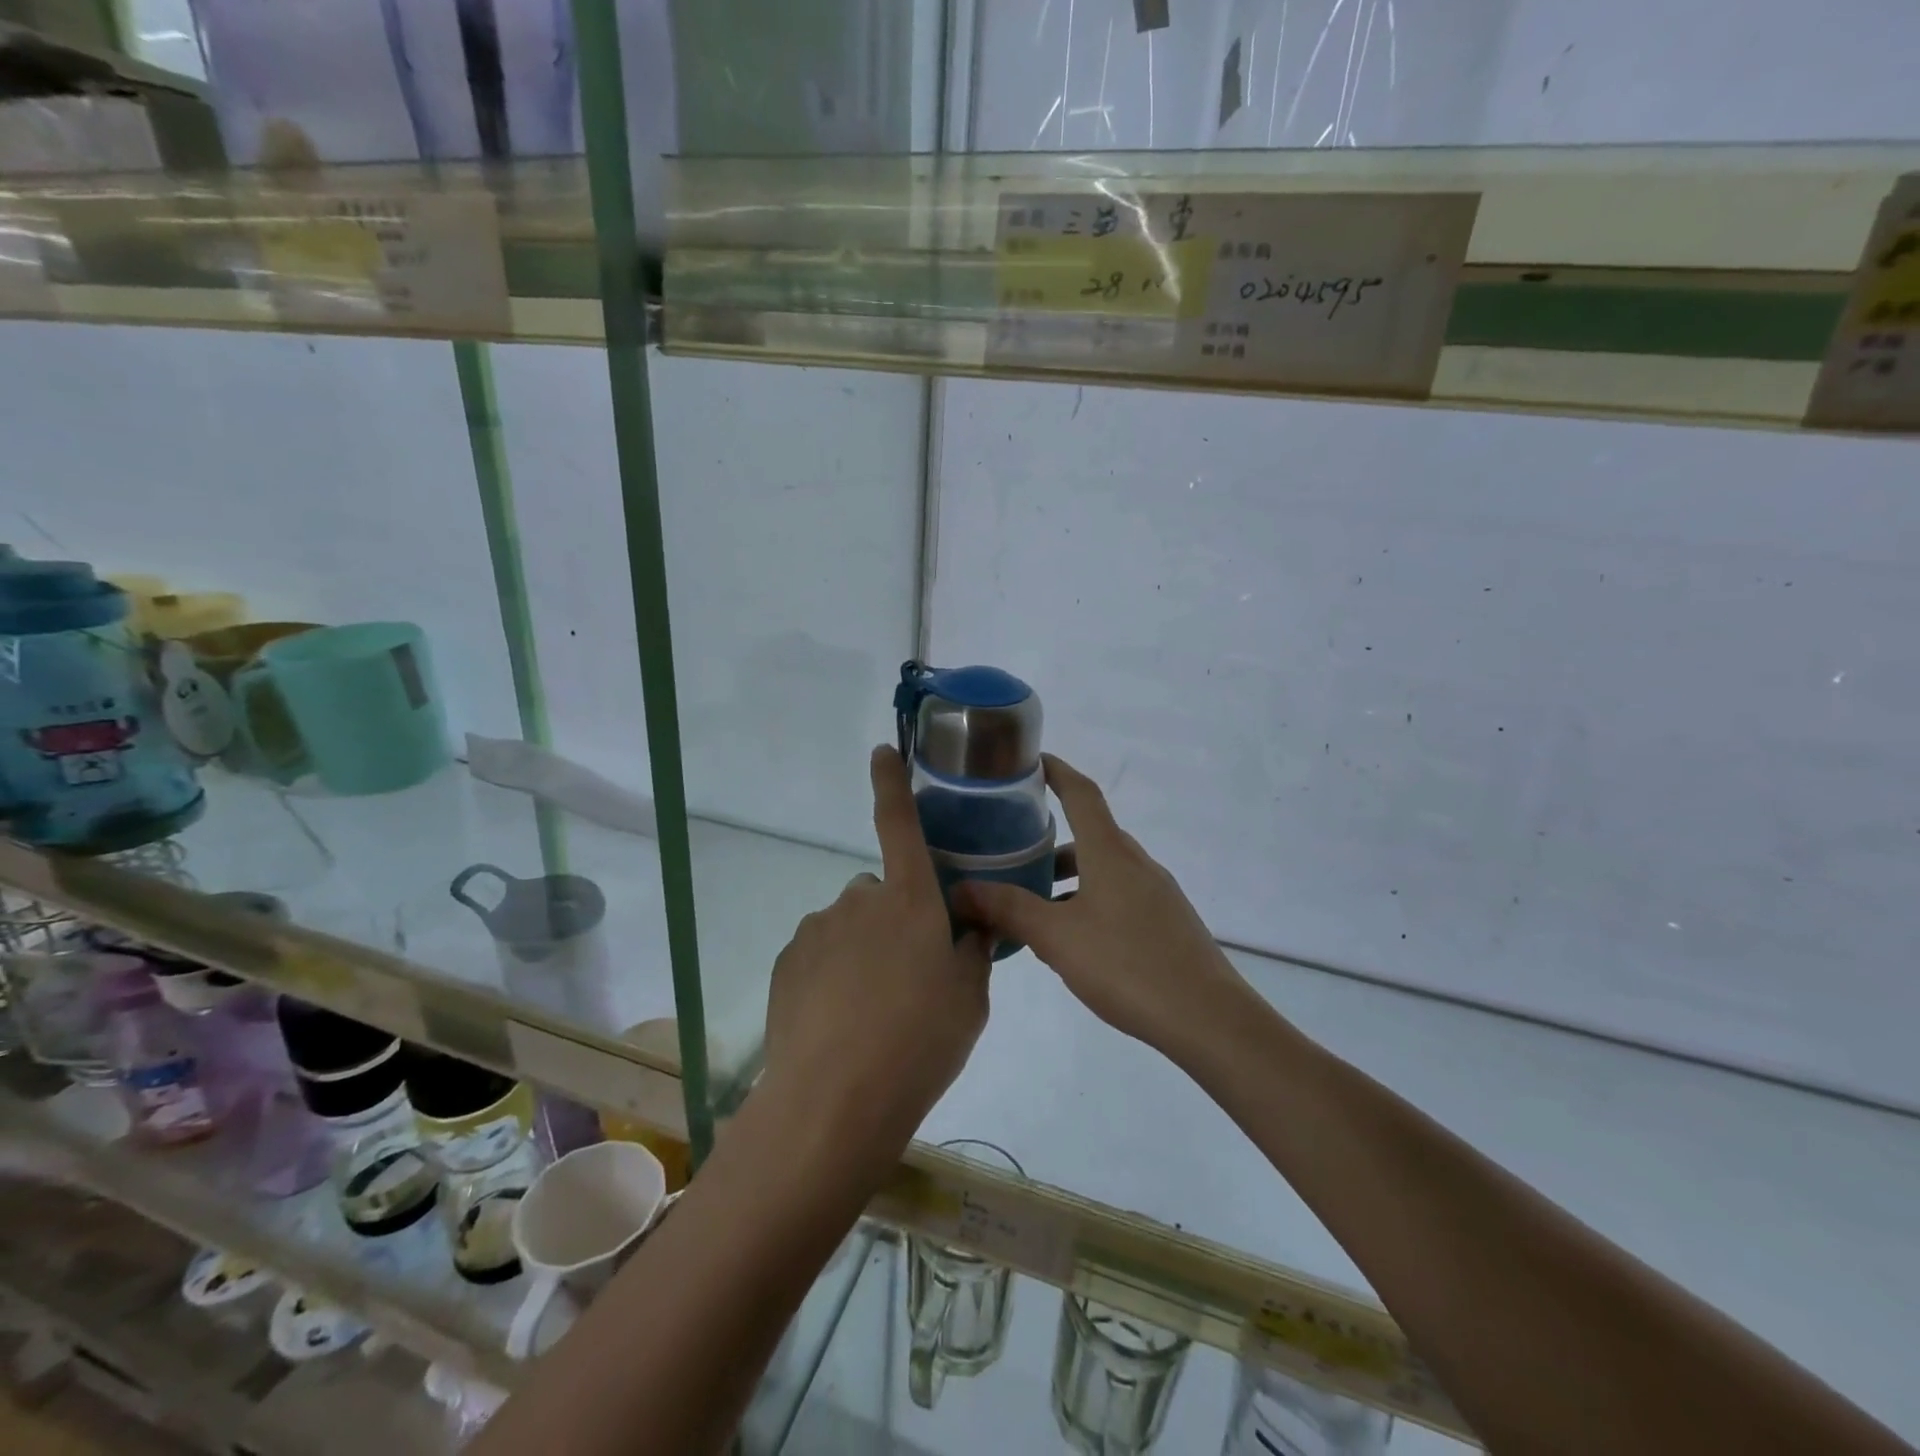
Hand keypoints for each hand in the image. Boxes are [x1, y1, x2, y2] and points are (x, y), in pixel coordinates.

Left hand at [761, 746, 992, 1145]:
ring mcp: (817, 928)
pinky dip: (831, 973)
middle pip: (881, 892)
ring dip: (862, 950)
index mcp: (909, 898)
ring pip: (849, 926)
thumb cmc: (920, 1041)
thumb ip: (973, 949)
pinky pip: (819, 953)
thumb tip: (973, 923)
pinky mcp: (787, 961)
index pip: (898, 822)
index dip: (891, 782)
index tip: (881, 751)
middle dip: (895, 918)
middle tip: (909, 975)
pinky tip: (839, 1020)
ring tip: (873, 1009)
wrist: (836, 1100)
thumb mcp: (970, 998)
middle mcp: (859, 899)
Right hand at [953, 754, 1245, 1062]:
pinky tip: (1073, 941)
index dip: (1056, 771)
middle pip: (1090, 835)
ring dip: (1069, 879)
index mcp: (1110, 853)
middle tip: (1012, 854)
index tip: (1030, 761)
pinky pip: (1119, 896)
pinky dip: (1089, 902)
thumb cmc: (1127, 965)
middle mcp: (1136, 863)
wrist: (1208, 1018)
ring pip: (1104, 870)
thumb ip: (1008, 910)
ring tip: (1033, 907)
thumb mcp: (1057, 938)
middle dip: (1051, 841)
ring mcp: (1157, 893)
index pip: (1081, 793)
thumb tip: (960, 889)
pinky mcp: (1167, 922)